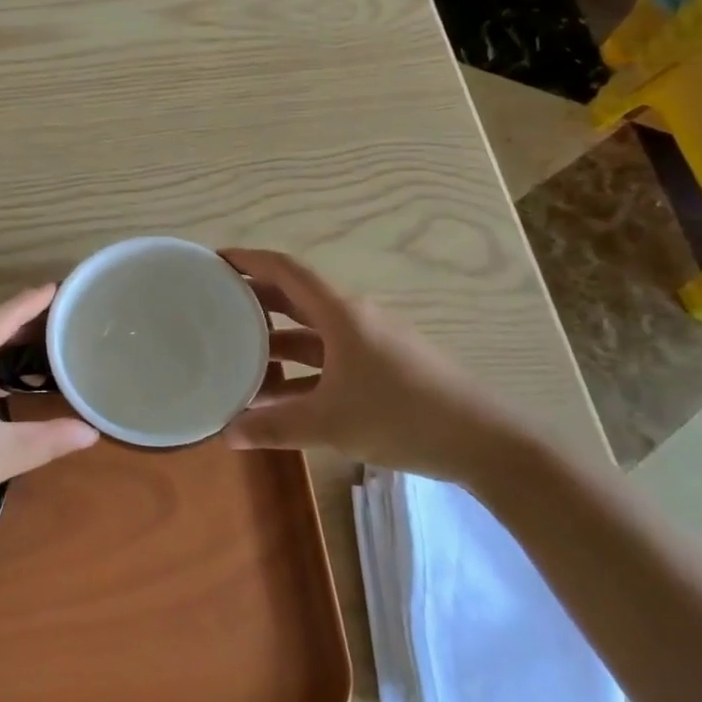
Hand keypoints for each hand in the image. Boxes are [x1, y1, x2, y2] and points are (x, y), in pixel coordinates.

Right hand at [221, 248, 531, 485]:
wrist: (487, 442)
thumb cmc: (404, 416)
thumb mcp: (331, 423)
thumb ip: (276, 427)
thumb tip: (226, 435)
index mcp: (340, 313)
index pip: (285, 269)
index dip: (249, 260)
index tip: (214, 261)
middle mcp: (353, 317)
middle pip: (294, 297)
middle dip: (254, 301)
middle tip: (214, 308)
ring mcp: (370, 341)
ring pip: (311, 332)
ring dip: (276, 343)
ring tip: (237, 360)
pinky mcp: (382, 366)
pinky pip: (329, 356)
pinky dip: (301, 369)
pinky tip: (281, 396)